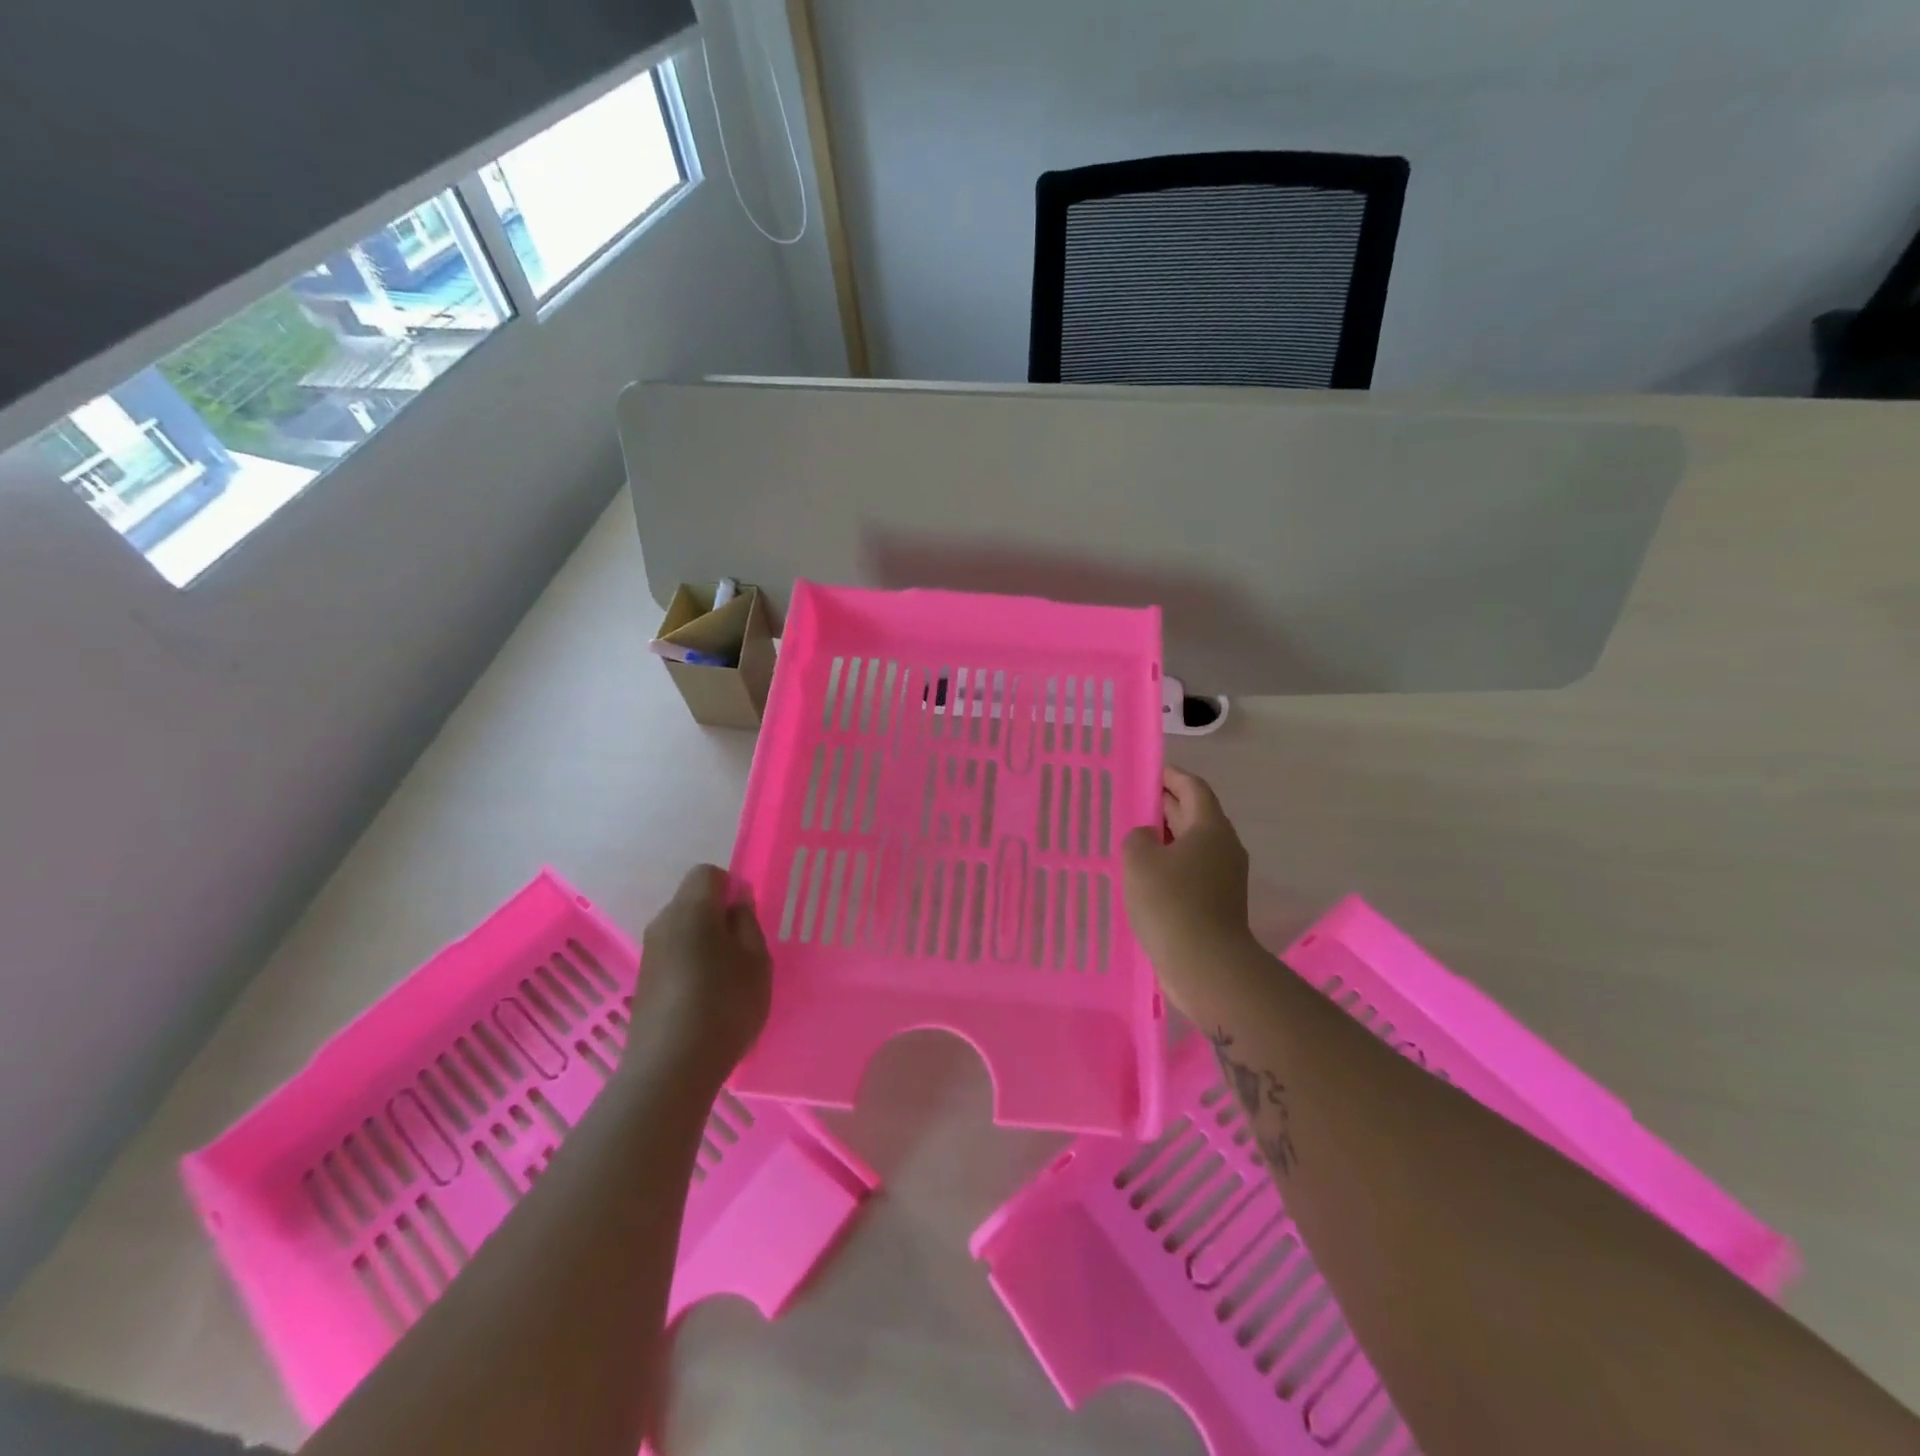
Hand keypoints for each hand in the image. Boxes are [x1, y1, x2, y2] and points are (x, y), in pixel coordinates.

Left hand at [625, 865, 772, 1090]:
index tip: (748, 918)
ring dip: (706, 943)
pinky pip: (674, 956)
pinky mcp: (644, 983)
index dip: (732, 887)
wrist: (670, 1069)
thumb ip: (747, 922)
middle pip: (693, 901)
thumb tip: (736, 902)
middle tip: (745, 950)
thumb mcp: (756, 959)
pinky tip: (707, 1000)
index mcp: (691, 909)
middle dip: (719, 916)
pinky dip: (692, 966)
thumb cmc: (724, 1004)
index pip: (708, 874)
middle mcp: (663, 923)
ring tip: (729, 979)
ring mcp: (649, 954)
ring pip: (683, 931)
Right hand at [1122, 768, 1253, 1010]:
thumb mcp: (1139, 859)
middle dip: (1165, 805)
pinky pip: (1191, 872)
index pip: (1193, 787)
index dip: (1171, 775)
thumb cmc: (1171, 902)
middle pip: (1194, 814)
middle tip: (1132, 801)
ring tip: (1132, 839)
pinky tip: (1143, 877)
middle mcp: (1223, 847)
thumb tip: (1148, 840)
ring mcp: (1224, 877)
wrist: (1205, 965)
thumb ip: (1138, 838)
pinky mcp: (1217, 903)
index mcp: (1210, 827)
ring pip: (1192, 846)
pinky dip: (1169, 865)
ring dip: (1165, 839)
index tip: (1148, 771)